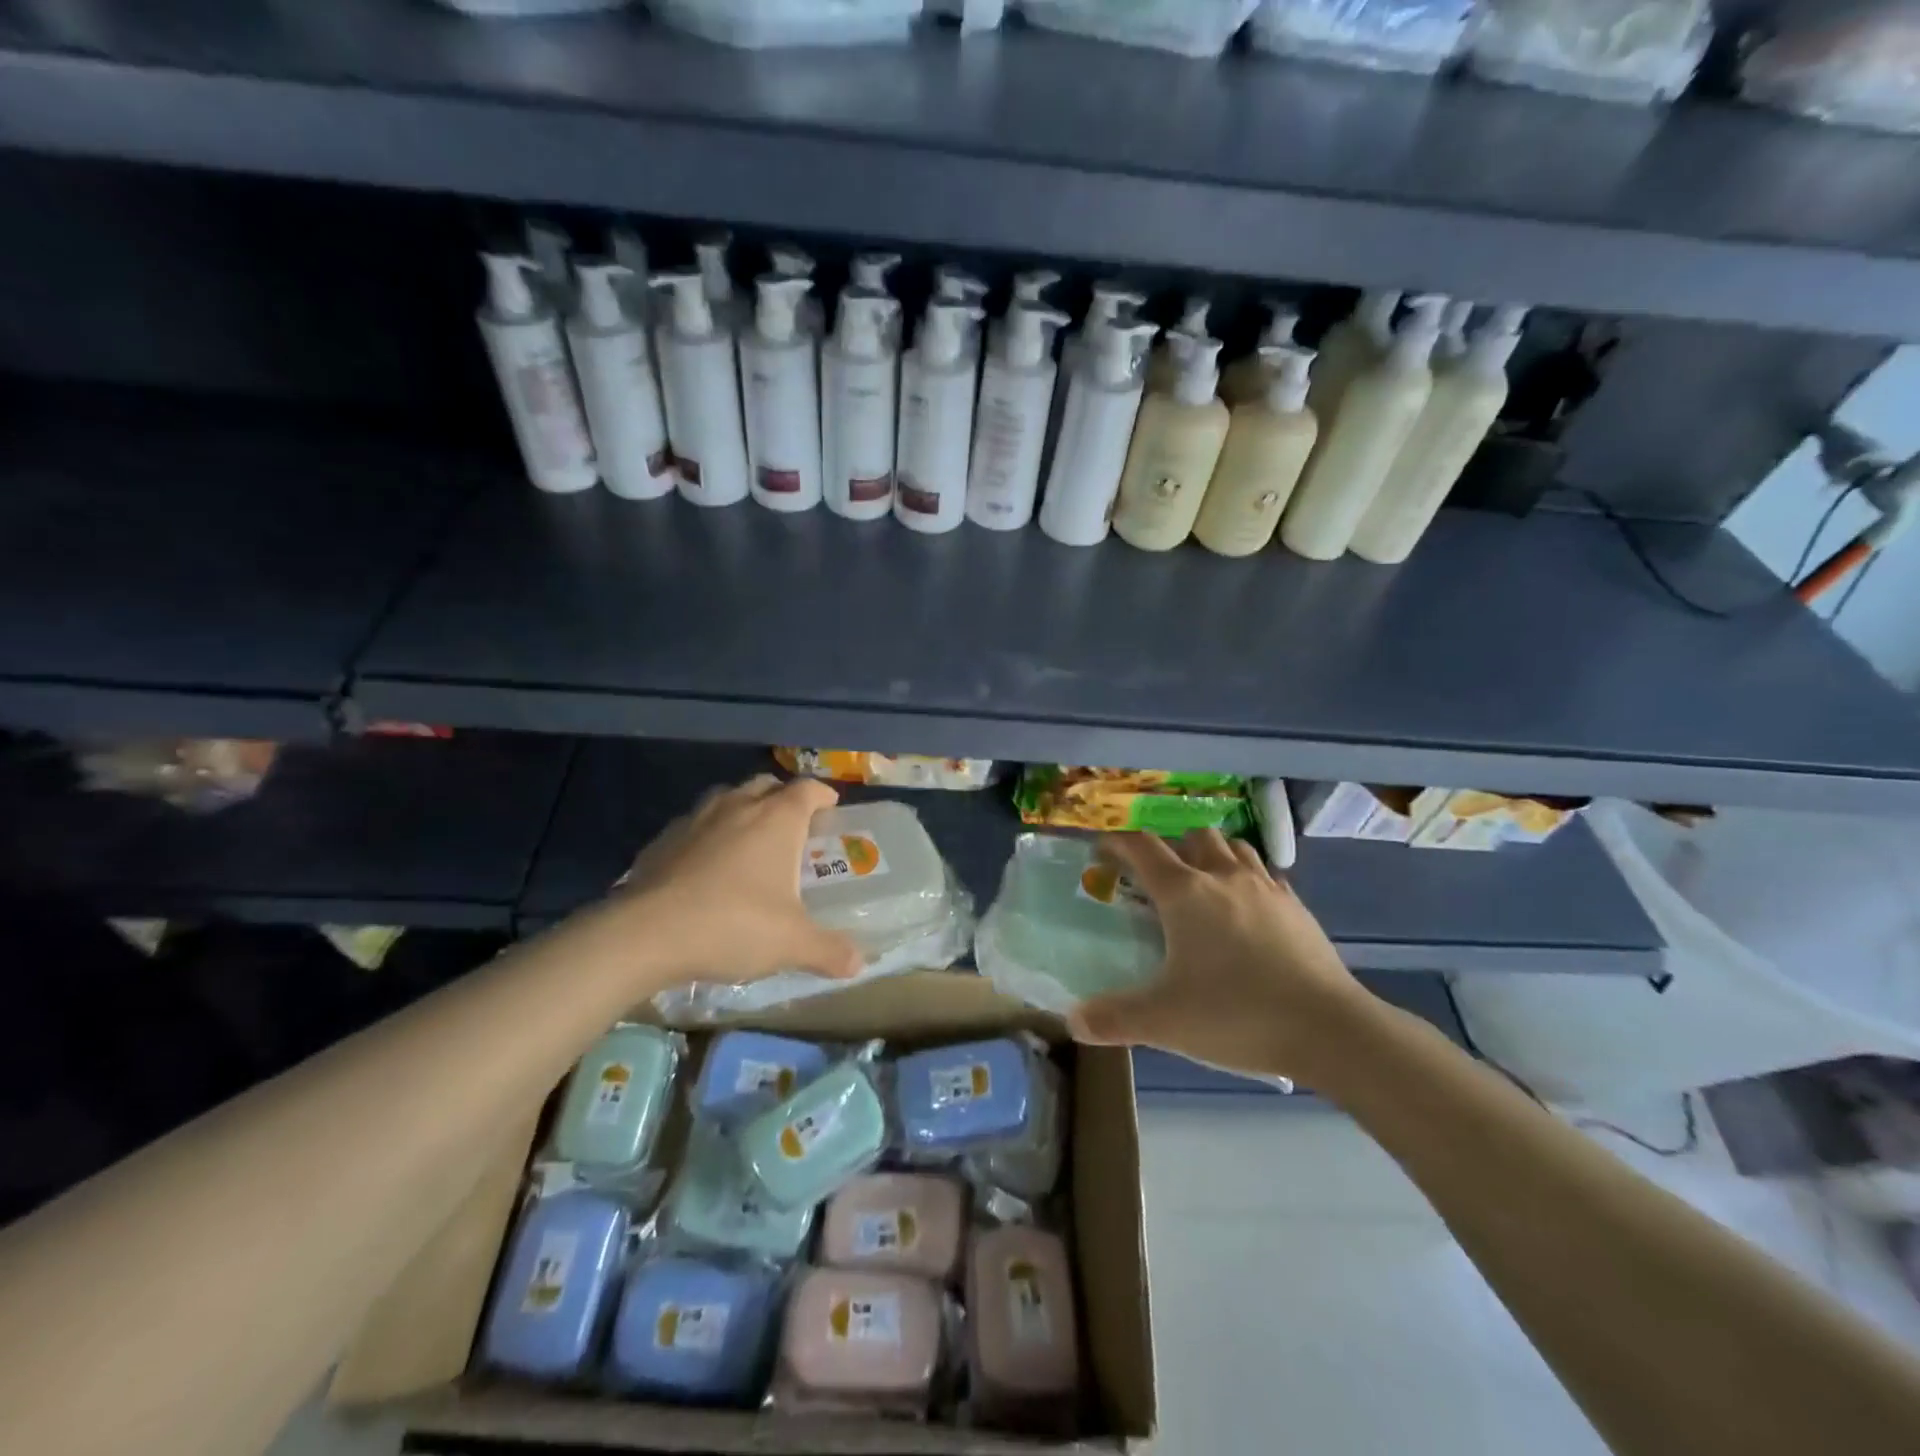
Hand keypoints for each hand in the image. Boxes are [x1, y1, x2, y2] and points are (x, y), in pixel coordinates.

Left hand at [612, 775, 864, 988]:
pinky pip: (695, 824)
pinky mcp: (662, 839)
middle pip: (766, 785)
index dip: (823, 795)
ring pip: (728, 798)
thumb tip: (859, 964)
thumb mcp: (792, 944)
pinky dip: (708, 834)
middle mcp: (738, 806)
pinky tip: (706, 866)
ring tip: (749, 841)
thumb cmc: (733, 924)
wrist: (646, 934)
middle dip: (783, 798)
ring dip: (743, 810)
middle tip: (793, 827)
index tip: (832, 809)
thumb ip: (829, 950)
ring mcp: (696, 819)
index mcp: (777, 819)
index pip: (807, 789)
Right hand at [1068, 829, 1377, 1083]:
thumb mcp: (1164, 1022)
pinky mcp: (1297, 907)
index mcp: (1184, 893)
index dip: (1118, 843)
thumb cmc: (1236, 1014)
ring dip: (1212, 855)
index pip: (1142, 847)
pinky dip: (1247, 879)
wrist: (1329, 1029)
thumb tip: (1072, 1020)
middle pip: (1193, 837)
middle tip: (1158, 878)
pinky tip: (1246, 910)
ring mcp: (1266, 888)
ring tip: (1202, 885)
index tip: (1102, 850)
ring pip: (1233, 847)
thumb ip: (1113, 1018)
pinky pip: (1264, 875)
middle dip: (1171, 847)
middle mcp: (1223, 877)